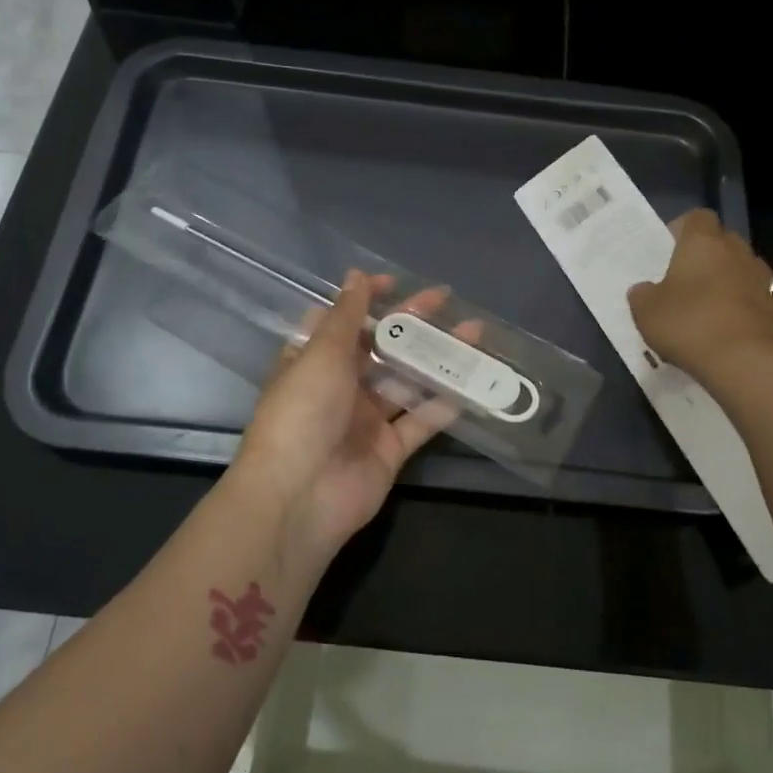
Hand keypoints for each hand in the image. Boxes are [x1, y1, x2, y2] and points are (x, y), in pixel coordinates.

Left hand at [232, 270, 472, 560]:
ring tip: (473, 333)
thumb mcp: (321, 354)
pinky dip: (446, 403)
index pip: (342, 321)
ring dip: (437, 358)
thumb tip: (356, 275)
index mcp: (314, 361)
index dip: (366, 300)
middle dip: (411, 323)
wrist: (299, 497)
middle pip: (381, 348)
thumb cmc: (302, 414)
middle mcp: (340, 387)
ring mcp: (367, 420)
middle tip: (445, 299)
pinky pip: (422, 421)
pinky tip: (472, 380)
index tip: (395, 283)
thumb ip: (346, 316)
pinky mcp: (391, 450)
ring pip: (407, 381)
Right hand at [627, 209, 772, 378]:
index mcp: (703, 243)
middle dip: (709, 254)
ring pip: (746, 269)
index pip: (698, 216)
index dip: (683, 229)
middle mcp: (737, 253)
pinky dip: (753, 308)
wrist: (740, 361)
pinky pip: (764, 301)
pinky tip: (740, 324)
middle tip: (687, 277)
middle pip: (725, 240)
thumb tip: (644, 289)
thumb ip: (642, 294)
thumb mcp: (645, 310)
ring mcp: (763, 281)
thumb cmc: (686, 323)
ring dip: (733, 279)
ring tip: (713, 302)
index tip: (669, 249)